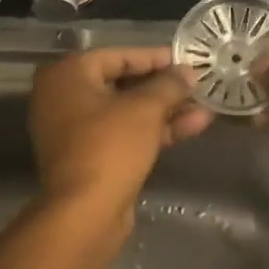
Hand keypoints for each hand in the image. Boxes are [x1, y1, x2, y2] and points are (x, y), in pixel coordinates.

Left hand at [29, 46, 212, 224]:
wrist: (85, 212)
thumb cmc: (110, 147)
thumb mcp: (145, 109)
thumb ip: (169, 85)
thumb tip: (187, 72)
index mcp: (67, 75)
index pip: (118, 56)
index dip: (155, 57)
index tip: (186, 60)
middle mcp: (63, 98)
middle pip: (121, 84)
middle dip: (164, 88)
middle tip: (197, 85)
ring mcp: (74, 130)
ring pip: (126, 113)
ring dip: (165, 110)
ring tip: (205, 107)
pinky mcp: (89, 157)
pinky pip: (123, 134)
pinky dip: (152, 130)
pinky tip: (192, 126)